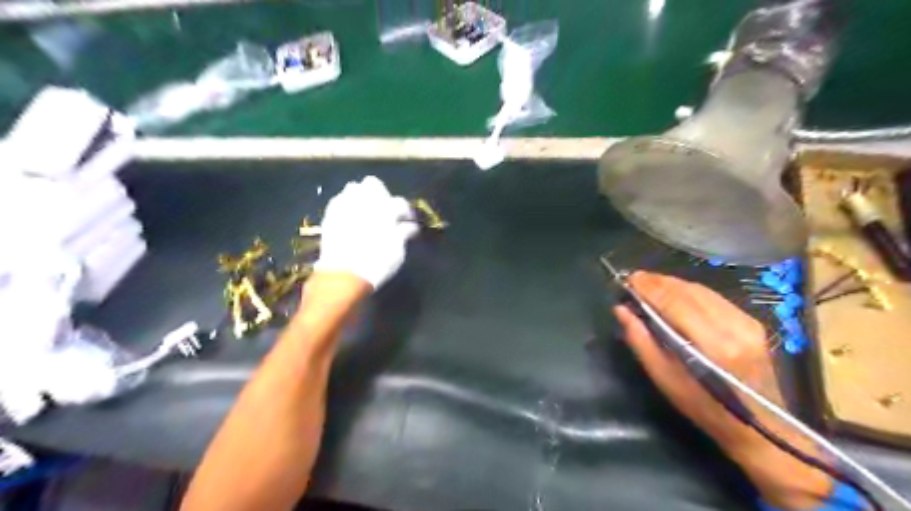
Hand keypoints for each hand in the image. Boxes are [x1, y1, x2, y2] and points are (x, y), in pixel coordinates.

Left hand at [315, 175, 417, 289]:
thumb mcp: (397, 250)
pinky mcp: (330, 214)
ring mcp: (344, 205)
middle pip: (373, 184)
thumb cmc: (378, 262)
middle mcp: (364, 201)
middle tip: (385, 211)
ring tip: (366, 211)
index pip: (399, 203)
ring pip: (353, 189)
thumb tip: (410, 227)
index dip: (405, 212)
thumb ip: (403, 234)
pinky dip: (346, 205)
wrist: (345, 274)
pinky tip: (350, 216)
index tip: (407, 220)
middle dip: (381, 194)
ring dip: (362, 197)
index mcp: (386, 209)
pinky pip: (339, 201)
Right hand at [611, 274, 831, 509]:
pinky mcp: (753, 322)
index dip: (649, 287)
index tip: (628, 278)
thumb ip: (640, 340)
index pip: (673, 301)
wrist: (760, 427)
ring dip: (673, 283)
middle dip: (658, 281)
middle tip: (635, 279)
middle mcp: (732, 326)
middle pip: (688, 291)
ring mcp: (746, 322)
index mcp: (711, 344)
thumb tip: (620, 309)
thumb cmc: (704, 407)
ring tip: (650, 283)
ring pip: (702, 290)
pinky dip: (690, 291)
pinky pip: (714, 297)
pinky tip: (676, 293)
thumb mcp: (664, 378)